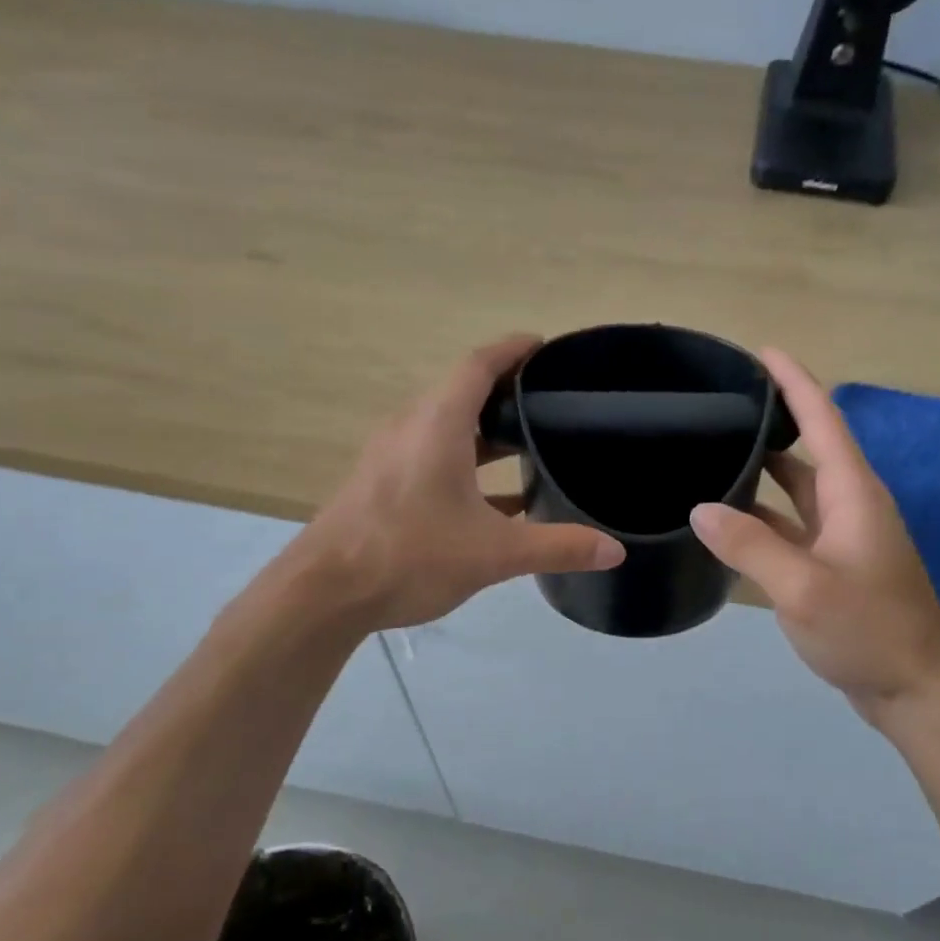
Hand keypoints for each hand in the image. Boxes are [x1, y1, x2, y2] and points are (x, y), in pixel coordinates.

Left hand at [287, 335, 624, 630]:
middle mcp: (411, 428)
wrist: (323, 593)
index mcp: (438, 424)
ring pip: (447, 427)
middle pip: (462, 392)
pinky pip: (432, 457)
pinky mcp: (382, 484)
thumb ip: (558, 547)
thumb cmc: (409, 555)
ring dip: (486, 431)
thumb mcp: (493, 553)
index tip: (546, 347)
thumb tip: (615, 550)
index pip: (478, 364)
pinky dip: (466, 464)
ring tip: (531, 443)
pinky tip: (498, 500)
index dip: (513, 349)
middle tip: (553, 401)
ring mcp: (392, 456)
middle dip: (507, 392)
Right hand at [689, 349, 939, 725]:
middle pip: (808, 447)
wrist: (915, 687)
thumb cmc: (867, 630)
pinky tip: (728, 517)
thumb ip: (749, 546)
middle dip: (773, 419)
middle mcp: (849, 503)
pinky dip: (762, 513)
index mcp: (852, 493)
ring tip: (716, 450)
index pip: (822, 419)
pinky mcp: (833, 562)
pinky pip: (792, 522)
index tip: (763, 351)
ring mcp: (842, 534)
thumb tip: (700, 508)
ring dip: (763, 468)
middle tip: (722, 403)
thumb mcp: (802, 588)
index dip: (794, 382)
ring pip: (796, 487)